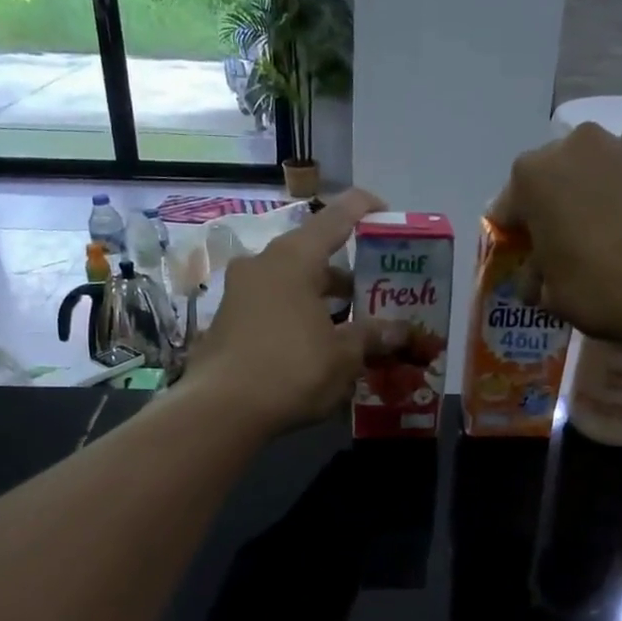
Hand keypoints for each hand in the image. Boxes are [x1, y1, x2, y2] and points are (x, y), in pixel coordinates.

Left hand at [185, 187, 394, 432]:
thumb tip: (400, 330)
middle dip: (347, 274)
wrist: (221, 410)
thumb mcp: (344, 356)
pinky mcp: (228, 321)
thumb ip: (372, 336)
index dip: (365, 210)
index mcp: (293, 258)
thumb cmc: (291, 370)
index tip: (387, 215)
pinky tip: (316, 347)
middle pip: (313, 254)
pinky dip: (298, 316)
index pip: (336, 217)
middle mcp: (263, 264)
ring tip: (351, 326)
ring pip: (292, 284)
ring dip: (322, 299)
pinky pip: (273, 307)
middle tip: (375, 293)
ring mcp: (240, 292)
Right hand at [491, 111, 621, 358]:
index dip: (513, 240)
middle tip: (562, 248)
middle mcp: (569, 147)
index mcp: (529, 179)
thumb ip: (536, 279)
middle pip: (547, 180)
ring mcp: (618, 142)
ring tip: (601, 225)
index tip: (524, 264)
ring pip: (589, 162)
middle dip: (549, 209)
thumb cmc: (603, 289)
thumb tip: (536, 278)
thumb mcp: (552, 297)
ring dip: (587, 185)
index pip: (505, 211)